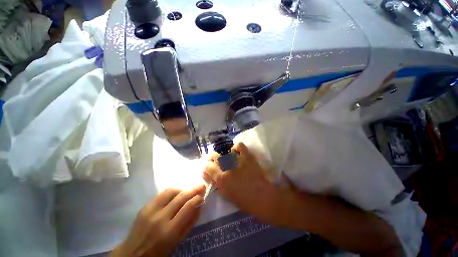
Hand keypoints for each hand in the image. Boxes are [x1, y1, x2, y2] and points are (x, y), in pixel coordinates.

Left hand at [111, 185, 205, 256]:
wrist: (133, 254)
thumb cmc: (159, 251)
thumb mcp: (177, 241)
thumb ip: (189, 223)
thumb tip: (199, 206)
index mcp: (169, 231)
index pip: (188, 207)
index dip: (197, 199)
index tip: (202, 195)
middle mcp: (160, 218)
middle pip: (181, 197)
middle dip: (193, 190)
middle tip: (201, 186)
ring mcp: (151, 210)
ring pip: (171, 191)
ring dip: (182, 189)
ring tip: (188, 191)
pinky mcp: (145, 207)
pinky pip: (162, 194)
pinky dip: (172, 192)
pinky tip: (176, 194)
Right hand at [203, 142, 289, 225]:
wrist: (263, 197)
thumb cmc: (244, 201)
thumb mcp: (226, 195)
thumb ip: (217, 184)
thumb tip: (211, 176)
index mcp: (221, 179)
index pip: (207, 167)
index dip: (207, 167)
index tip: (209, 168)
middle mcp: (226, 167)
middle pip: (214, 156)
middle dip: (212, 158)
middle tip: (216, 161)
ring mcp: (237, 160)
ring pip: (225, 151)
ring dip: (225, 155)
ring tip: (229, 159)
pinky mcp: (247, 156)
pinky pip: (239, 146)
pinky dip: (237, 148)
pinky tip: (237, 153)